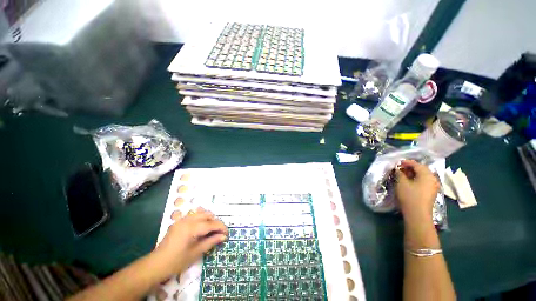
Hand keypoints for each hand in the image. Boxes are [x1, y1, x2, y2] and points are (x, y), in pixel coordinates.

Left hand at [153, 208, 227, 277]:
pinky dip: (201, 217)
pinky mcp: (178, 222)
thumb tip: (223, 236)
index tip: (227, 233)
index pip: (211, 224)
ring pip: (201, 212)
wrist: (156, 264)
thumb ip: (211, 241)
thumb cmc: (177, 261)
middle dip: (216, 222)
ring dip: (209, 218)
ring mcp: (182, 219)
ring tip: (212, 229)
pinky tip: (202, 226)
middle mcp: (188, 220)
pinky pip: (193, 215)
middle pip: (207, 215)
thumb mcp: (196, 253)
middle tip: (219, 232)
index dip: (221, 227)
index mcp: (192, 228)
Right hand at [395, 160, 439, 225]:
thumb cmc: (409, 196)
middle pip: (421, 169)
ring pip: (423, 175)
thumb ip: (399, 173)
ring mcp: (433, 186)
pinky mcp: (431, 192)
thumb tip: (398, 169)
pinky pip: (424, 181)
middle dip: (410, 168)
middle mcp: (433, 179)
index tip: (397, 163)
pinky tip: (409, 181)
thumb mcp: (401, 183)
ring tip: (403, 174)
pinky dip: (416, 179)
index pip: (416, 164)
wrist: (418, 214)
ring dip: (413, 173)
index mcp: (427, 175)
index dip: (406, 162)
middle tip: (399, 168)